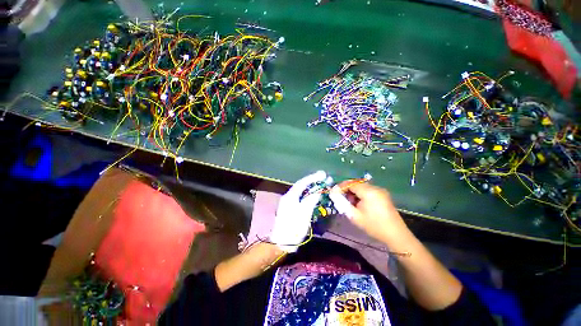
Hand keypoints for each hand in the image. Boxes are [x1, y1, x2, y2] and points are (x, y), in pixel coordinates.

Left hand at [270, 171, 326, 251]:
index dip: (313, 178)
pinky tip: (313, 194)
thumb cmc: (293, 228)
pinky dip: (307, 194)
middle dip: (312, 181)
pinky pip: (300, 196)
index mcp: (290, 196)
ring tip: (320, 184)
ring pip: (300, 191)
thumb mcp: (304, 214)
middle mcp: (288, 196)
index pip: (302, 183)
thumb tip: (317, 192)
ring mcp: (288, 202)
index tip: (323, 174)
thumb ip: (311, 200)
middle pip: (301, 185)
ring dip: (310, 187)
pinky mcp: (289, 207)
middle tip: (324, 178)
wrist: (281, 243)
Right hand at [329, 183, 409, 245]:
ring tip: (350, 202)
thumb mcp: (355, 216)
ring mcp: (380, 191)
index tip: (334, 192)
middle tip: (341, 198)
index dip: (341, 186)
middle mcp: (375, 188)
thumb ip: (343, 203)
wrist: (396, 235)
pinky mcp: (383, 195)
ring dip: (354, 192)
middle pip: (357, 184)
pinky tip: (360, 203)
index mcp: (369, 192)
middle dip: (347, 189)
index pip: (351, 183)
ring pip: (362, 187)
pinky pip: (368, 190)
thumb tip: (334, 194)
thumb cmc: (374, 226)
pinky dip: (361, 194)